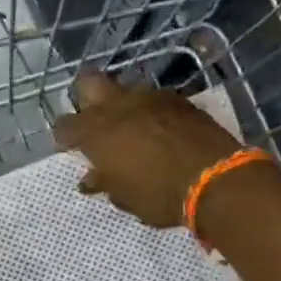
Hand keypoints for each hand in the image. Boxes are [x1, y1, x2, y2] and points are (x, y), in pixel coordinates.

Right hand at [53, 69, 242, 227]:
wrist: (216, 178)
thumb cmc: (160, 194)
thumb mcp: (125, 197)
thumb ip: (104, 182)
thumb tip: (89, 179)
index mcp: (96, 131)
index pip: (65, 124)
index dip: (64, 136)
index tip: (69, 147)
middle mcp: (118, 106)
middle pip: (88, 83)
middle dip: (86, 98)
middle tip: (94, 121)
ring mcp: (150, 97)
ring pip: (124, 87)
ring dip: (121, 102)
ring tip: (129, 124)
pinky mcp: (178, 99)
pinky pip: (154, 98)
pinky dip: (150, 110)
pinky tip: (158, 127)